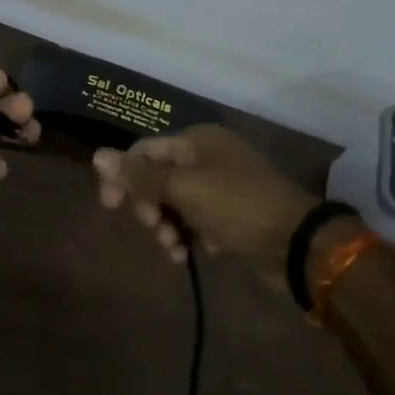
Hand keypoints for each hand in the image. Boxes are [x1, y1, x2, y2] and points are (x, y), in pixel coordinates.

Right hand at [93, 123, 316, 288]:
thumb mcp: (183, 189)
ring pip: (173, 202)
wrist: (298, 244)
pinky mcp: (229, 214)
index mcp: (196, 141)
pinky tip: (189, 254)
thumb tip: (96, 155)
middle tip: (154, 228)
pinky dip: (187, 235)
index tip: (111, 207)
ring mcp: (220, 186)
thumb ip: (139, 176)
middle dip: (148, 205)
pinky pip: (193, 220)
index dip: (122, 176)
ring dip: (165, 226)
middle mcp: (206, 157)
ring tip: (173, 248)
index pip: (143, 151)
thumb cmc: (237, 207)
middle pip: (156, 177)